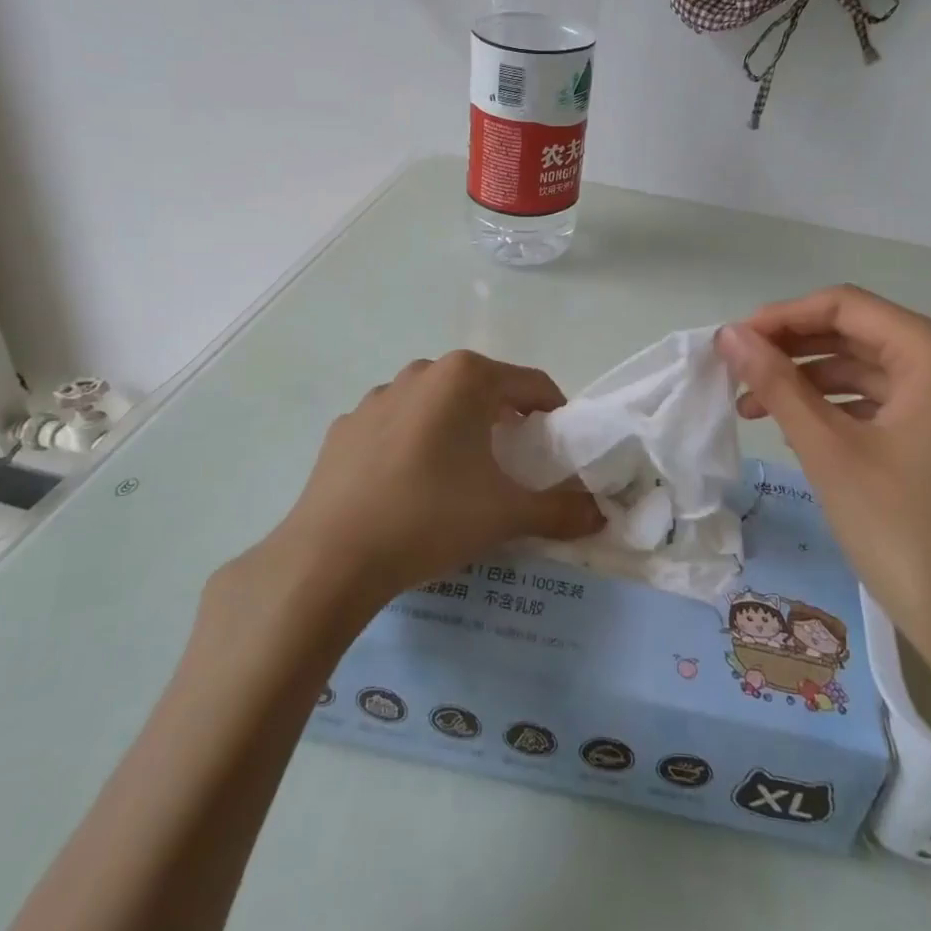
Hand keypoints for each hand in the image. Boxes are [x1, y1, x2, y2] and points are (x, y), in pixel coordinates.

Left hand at [263, 351, 603, 613]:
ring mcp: (377, 396)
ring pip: (437, 404)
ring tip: (460, 478)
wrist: (330, 557)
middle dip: (506, 421)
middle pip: (483, 389)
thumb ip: (561, 510)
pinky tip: (409, 487)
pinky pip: (396, 426)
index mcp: (466, 377)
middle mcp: (422, 372)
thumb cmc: (430, 517)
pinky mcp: (346, 426)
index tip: (559, 451)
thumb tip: (601, 515)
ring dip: (458, 429)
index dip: (555, 415)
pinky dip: (414, 444)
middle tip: (514, 466)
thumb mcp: (505, 514)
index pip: (532, 384)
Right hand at [717, 287, 930, 710]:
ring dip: (812, 381)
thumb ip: (778, 384)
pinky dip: (843, 408)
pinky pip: (891, 401)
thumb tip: (729, 334)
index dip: (782, 317)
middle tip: (736, 372)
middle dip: (793, 350)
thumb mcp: (831, 452)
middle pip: (860, 333)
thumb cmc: (909, 535)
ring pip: (872, 369)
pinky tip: (800, 427)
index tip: (731, 341)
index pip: (846, 306)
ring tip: (754, 406)